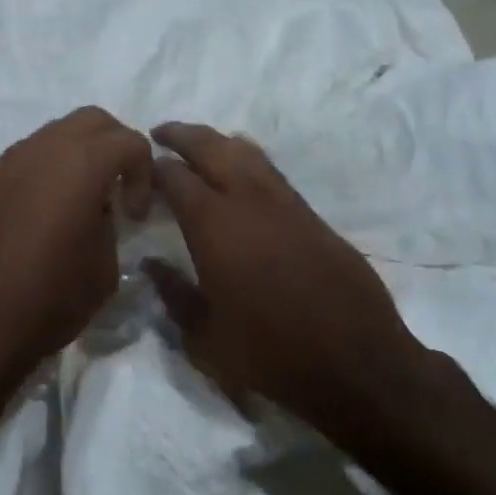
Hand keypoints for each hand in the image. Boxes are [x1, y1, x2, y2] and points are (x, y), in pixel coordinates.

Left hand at [0, 107, 152, 420]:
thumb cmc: (46, 301)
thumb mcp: (103, 270)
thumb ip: (108, 226)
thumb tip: (96, 213)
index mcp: (80, 165)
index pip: (129, 141)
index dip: (145, 173)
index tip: (136, 214)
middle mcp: (40, 151)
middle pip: (90, 121)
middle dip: (114, 147)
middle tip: (118, 190)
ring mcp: (4, 164)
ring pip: (52, 136)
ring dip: (76, 158)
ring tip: (80, 203)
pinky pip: (23, 162)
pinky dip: (44, 174)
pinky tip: (42, 217)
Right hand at [147, 123, 428, 431]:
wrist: (354, 361)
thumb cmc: (269, 354)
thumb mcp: (204, 336)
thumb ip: (173, 294)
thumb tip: (150, 264)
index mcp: (214, 225)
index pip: (175, 177)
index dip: (154, 167)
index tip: (140, 167)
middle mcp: (249, 201)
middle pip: (211, 147)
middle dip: (183, 134)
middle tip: (161, 133)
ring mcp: (286, 203)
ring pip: (247, 152)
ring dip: (218, 142)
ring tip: (200, 146)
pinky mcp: (312, 215)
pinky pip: (272, 172)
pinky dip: (248, 161)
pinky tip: (242, 173)